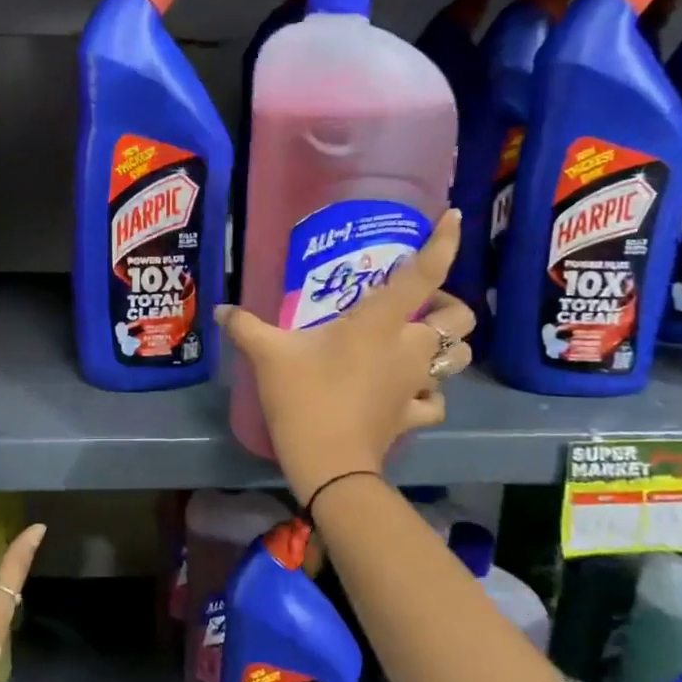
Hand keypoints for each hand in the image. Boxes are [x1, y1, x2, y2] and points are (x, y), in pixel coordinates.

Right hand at [216, 209, 473, 504]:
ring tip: (419, 345)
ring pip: (459, 358)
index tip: (452, 218)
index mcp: (380, 322)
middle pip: (461, 317)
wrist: (328, 463)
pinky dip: (428, 395)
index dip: (444, 242)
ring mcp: (416, 383)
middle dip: (451, 305)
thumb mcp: (268, 355)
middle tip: (420, 306)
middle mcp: (410, 346)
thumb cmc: (304, 397)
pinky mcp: (412, 415)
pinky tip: (408, 393)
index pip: (423, 273)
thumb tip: (220, 309)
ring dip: (448, 349)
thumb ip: (245, 327)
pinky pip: (434, 401)